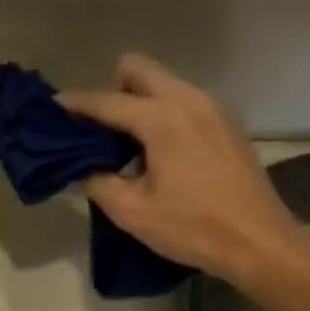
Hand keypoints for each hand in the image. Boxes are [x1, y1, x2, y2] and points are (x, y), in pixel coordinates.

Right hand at [57, 53, 302, 281]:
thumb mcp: (132, 211)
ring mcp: (213, 107)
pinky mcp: (227, 123)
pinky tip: (160, 153)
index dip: (77, 104)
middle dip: (112, 90)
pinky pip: (185, 102)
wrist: (256, 240)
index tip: (54, 107)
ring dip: (139, 104)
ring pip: (164, 84)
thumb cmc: (190, 227)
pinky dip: (164, 115)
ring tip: (128, 146)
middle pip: (139, 70)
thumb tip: (79, 170)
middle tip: (98, 130)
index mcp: (161, 118)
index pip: (107, 101)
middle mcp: (188, 99)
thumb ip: (98, 183)